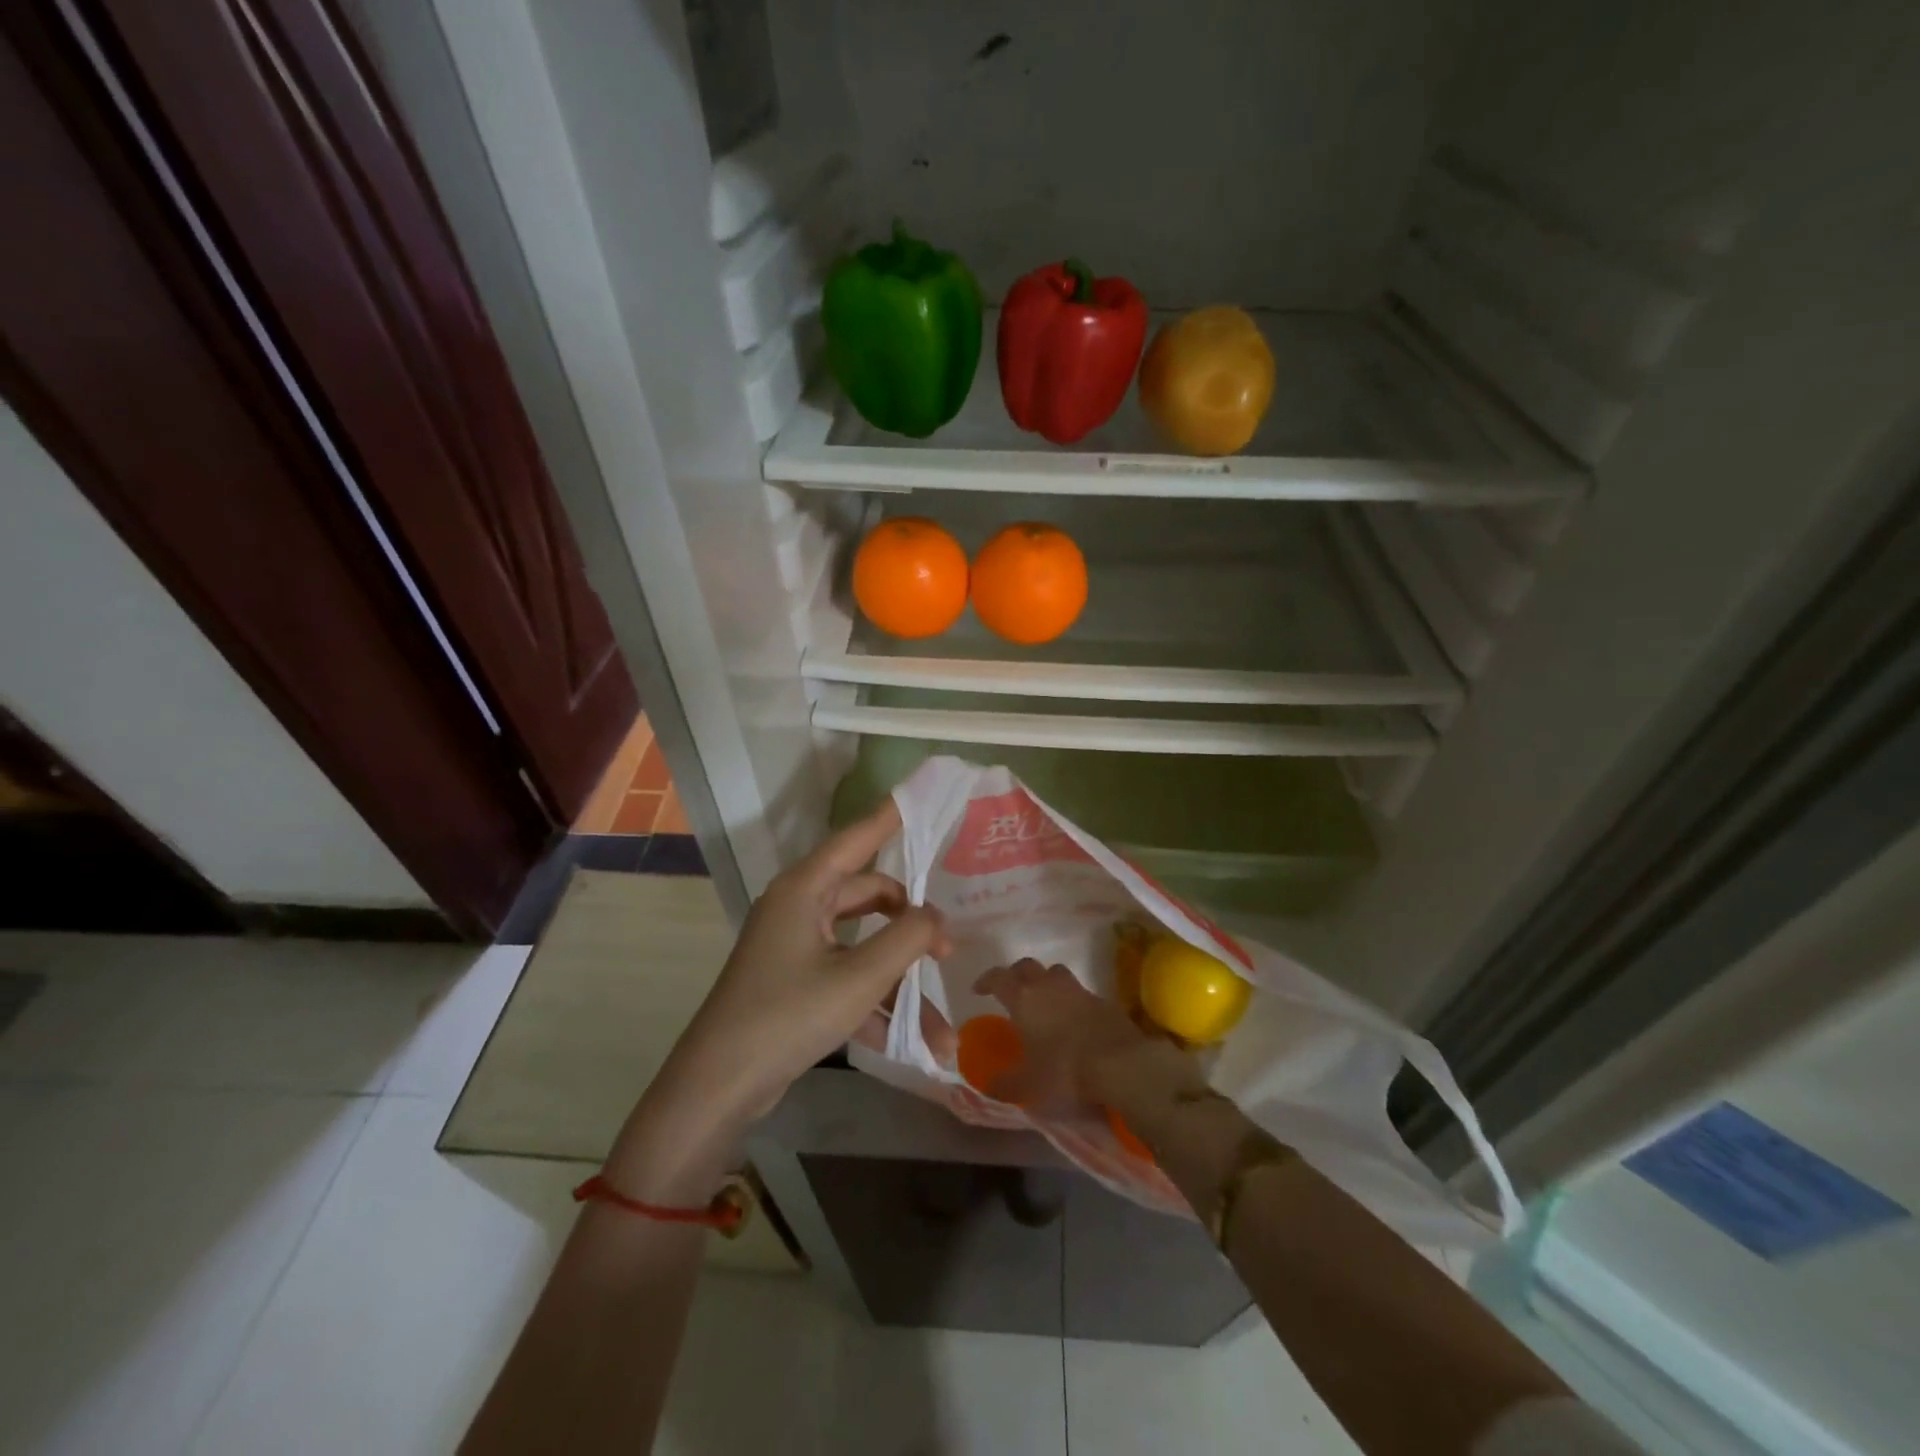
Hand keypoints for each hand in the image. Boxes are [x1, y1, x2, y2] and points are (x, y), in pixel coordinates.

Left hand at [661, 799, 950, 1132]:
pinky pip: (846, 978)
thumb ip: (908, 939)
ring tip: (943, 1028)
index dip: (890, 817)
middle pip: (868, 895)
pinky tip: (913, 1045)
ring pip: (862, 947)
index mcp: (805, 889)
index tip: (920, 796)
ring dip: (899, 982)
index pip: (856, 838)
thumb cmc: (788, 1015)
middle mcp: (798, 908)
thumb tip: (937, 916)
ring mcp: (795, 947)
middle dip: (911, 924)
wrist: (718, 1087)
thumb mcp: (859, 977)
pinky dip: (876, 1004)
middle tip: (948, 949)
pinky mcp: (795, 982)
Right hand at [973, 958, 1164, 1113]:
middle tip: (1011, 990)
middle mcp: (1049, 986)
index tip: (978, 990)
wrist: (1120, 1065)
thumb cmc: (1063, 1071)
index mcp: (1023, 999)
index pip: (998, 977)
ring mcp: (1079, 991)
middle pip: (1027, 966)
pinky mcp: (1103, 1002)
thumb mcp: (1027, 1086)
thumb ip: (1004, 1083)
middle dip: (1015, 975)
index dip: (986, 980)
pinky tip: (1073, 1020)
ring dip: (1046, 981)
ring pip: (1056, 973)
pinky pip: (1080, 993)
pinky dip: (1071, 1001)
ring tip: (1044, 1001)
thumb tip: (988, 1082)